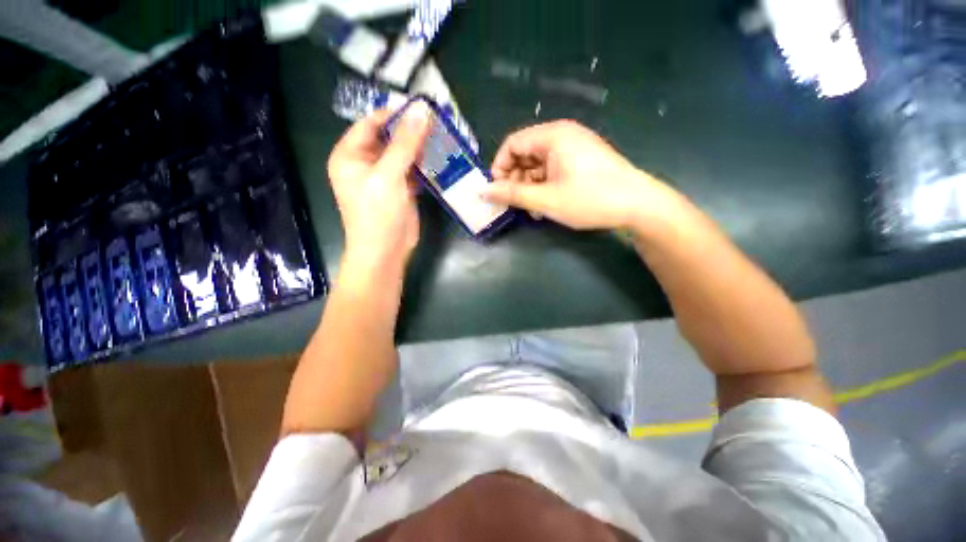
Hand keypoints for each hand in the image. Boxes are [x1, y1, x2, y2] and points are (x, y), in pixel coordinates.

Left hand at [327, 103, 430, 268]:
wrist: (385, 252)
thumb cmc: (377, 214)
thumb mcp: (388, 176)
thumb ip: (404, 143)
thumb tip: (421, 111)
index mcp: (350, 155)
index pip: (371, 124)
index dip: (394, 113)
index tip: (420, 106)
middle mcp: (365, 163)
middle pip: (389, 138)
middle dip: (411, 130)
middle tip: (437, 120)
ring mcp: (384, 177)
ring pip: (403, 154)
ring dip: (420, 147)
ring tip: (443, 135)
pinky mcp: (400, 190)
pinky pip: (412, 170)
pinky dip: (424, 164)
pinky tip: (441, 157)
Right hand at [483, 120, 678, 230]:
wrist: (638, 205)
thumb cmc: (589, 199)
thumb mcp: (546, 199)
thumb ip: (512, 194)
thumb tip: (483, 191)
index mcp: (553, 135)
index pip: (512, 143)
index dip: (499, 167)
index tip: (497, 191)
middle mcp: (562, 135)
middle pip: (525, 153)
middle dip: (515, 179)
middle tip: (514, 203)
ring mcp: (574, 148)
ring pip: (538, 164)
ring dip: (529, 186)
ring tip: (531, 209)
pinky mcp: (581, 161)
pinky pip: (553, 169)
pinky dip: (544, 186)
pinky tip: (545, 205)